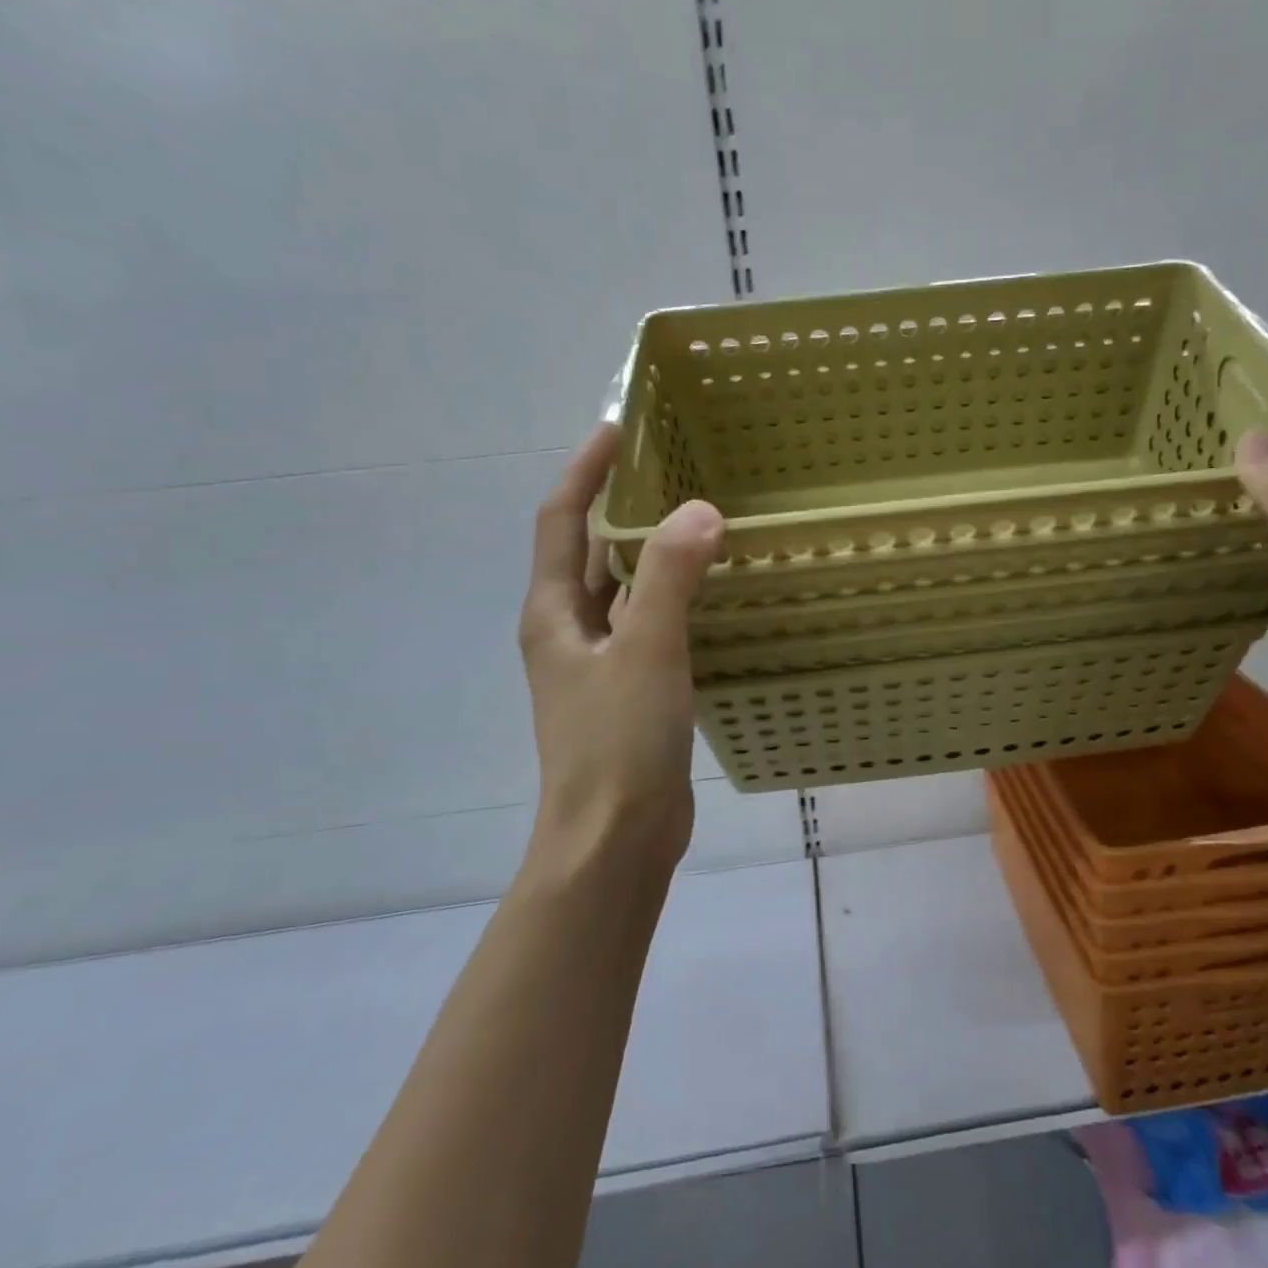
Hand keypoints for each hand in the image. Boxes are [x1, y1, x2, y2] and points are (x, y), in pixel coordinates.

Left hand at [518, 424, 723, 881]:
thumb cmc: (617, 742)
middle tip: (675, 469)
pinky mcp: (632, 691)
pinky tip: (714, 592)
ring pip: (626, 591)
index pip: (562, 520)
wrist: (616, 838)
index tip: (619, 429)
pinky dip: (676, 600)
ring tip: (701, 519)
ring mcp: (600, 664)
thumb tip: (700, 509)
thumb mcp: (646, 650)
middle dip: (624, 507)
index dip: (585, 471)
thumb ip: (670, 578)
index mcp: (554, 613)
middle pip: (592, 552)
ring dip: (654, 554)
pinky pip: (652, 626)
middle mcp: (570, 631)